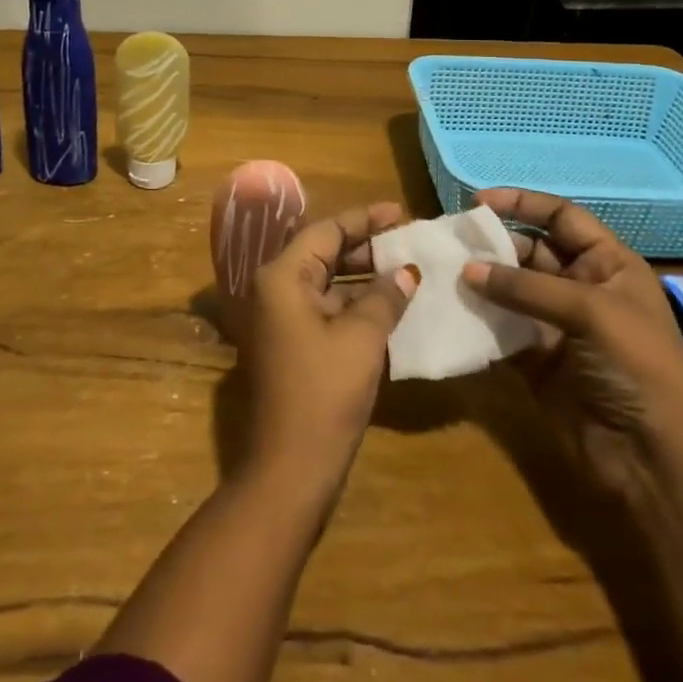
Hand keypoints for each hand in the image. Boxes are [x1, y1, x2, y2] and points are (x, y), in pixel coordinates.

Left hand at [240, 202, 419, 502]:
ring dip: (363, 277)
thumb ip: (384, 298)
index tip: (401, 212)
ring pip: (326, 282)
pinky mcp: (291, 344)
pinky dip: (355, 304)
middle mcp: (275, 289)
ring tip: (406, 270)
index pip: (326, 230)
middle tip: (408, 241)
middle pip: (323, 252)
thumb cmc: (324, 393)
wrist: (289, 469)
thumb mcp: (361, 339)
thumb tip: (406, 272)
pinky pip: (325, 309)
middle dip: (366, 247)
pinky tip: (389, 306)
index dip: (365, 219)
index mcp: (282, 276)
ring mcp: (281, 319)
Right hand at [461, 188, 682, 494]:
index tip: (478, 202)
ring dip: (480, 281)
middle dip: (492, 244)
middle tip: (450, 242)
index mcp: (608, 264)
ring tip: (440, 272)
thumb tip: (467, 270)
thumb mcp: (591, 312)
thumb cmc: (638, 367)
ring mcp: (556, 325)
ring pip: (510, 290)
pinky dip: (477, 319)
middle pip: (529, 251)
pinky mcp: (536, 360)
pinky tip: (450, 310)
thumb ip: (526, 287)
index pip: (561, 217)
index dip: (522, 203)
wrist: (657, 462)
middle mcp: (581, 287)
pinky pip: (500, 329)